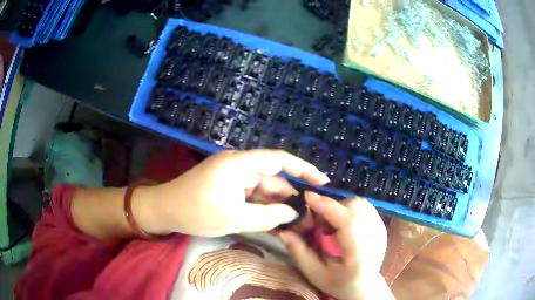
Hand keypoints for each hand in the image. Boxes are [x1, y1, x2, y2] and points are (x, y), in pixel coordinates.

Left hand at [134, 149, 329, 236]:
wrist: (164, 210)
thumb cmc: (196, 212)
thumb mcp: (234, 218)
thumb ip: (268, 216)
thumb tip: (293, 213)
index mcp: (240, 164)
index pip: (280, 160)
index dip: (304, 169)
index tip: (322, 182)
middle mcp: (240, 165)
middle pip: (273, 179)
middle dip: (289, 197)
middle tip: (307, 217)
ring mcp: (233, 176)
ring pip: (263, 190)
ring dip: (275, 205)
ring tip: (293, 223)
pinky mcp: (228, 186)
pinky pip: (251, 195)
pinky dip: (262, 207)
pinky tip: (273, 221)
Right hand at [278, 193, 393, 299]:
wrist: (366, 287)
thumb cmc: (340, 284)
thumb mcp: (315, 274)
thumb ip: (299, 253)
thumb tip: (284, 230)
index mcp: (360, 256)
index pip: (348, 223)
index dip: (328, 206)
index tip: (307, 197)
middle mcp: (376, 239)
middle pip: (354, 208)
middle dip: (331, 208)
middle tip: (317, 222)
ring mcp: (382, 230)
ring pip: (360, 204)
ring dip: (340, 207)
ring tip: (329, 225)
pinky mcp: (382, 226)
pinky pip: (365, 207)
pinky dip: (349, 209)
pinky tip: (341, 224)